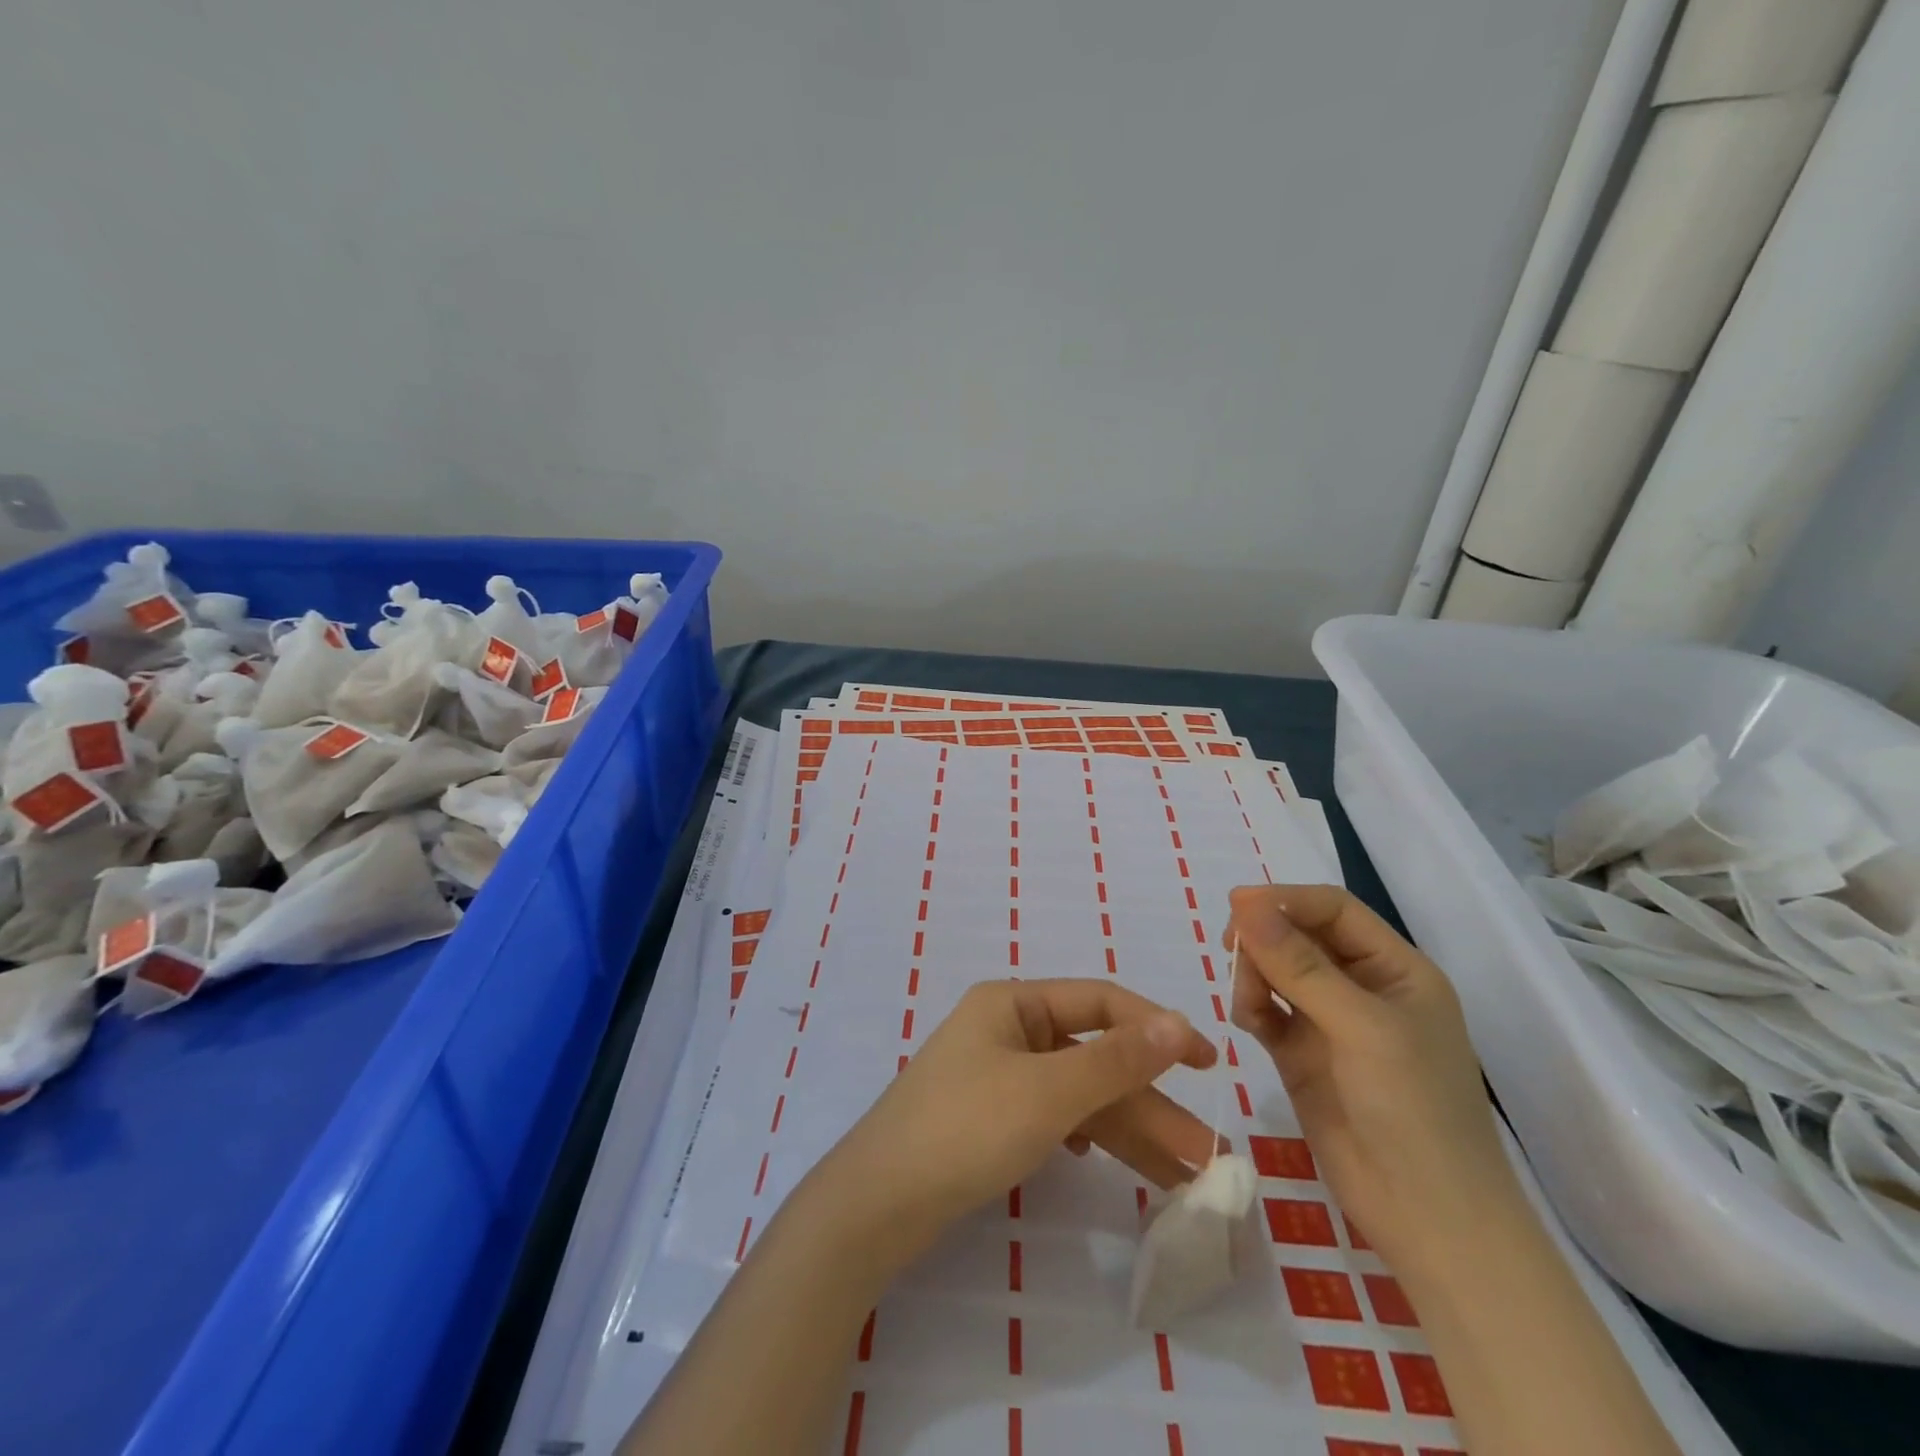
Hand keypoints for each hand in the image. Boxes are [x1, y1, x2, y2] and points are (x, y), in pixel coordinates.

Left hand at [811, 978, 1218, 1264]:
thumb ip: (1116, 1059)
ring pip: (1076, 1094)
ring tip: (1181, 1176)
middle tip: (1203, 1153)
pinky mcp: (989, 1118)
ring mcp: (996, 1076)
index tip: (1206, 1062)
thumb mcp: (1049, 1091)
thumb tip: (1177, 1021)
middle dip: (1146, 1103)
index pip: (1099, 1002)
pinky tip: (1102, 1161)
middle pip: (1092, 1057)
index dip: (1156, 1027)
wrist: (879, 1203)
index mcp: (1014, 1004)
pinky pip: (1052, 1117)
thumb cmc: (967, 1128)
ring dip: (1125, 1130)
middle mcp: (1006, 1031)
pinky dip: (1085, 1138)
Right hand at [1226, 884, 1520, 1281]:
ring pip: (1275, 970)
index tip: (1235, 905)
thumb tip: (1244, 905)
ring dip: (1253, 975)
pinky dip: (1250, 1007)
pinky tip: (1249, 1023)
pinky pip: (1264, 1010)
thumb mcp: (1361, 1027)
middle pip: (1298, 935)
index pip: (1333, 910)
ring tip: (1248, 1006)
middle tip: (1230, 952)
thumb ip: (1299, 965)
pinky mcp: (1300, 1054)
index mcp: (1395, 969)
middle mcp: (1361, 987)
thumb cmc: (1414, 1110)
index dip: (1285, 900)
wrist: (1428, 1219)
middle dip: (1263, 938)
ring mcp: (1329, 1022)